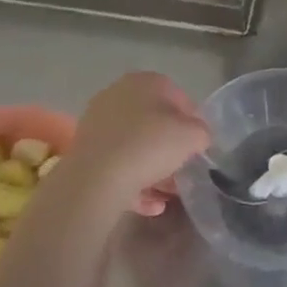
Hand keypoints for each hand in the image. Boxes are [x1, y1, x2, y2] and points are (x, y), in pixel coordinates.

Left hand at [59, 73, 209, 217]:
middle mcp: (117, 95)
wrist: (96, 179)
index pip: (176, 95)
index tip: (198, 143)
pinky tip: (151, 205)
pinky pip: (117, 165)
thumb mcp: (193, 135)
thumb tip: (198, 136)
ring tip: (168, 194)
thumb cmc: (150, 145)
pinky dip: (134, 182)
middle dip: (169, 146)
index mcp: (144, 81)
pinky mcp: (84, 152)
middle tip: (183, 168)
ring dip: (153, 169)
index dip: (192, 120)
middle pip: (152, 121)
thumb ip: (201, 132)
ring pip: (134, 145)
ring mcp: (97, 124)